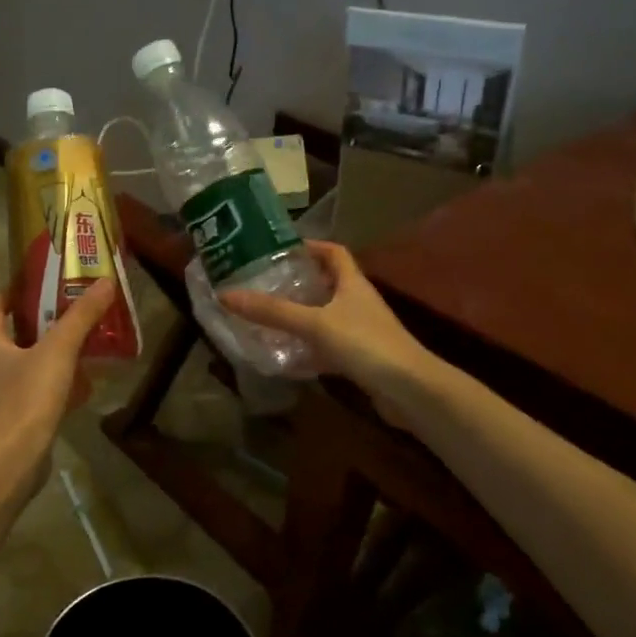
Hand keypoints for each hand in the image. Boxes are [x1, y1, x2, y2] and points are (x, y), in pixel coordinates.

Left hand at [0, 279, 116, 485]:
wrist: (15, 457)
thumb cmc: (29, 395)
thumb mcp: (59, 349)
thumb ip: (81, 316)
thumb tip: (104, 282)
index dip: (11, 292)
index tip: (36, 283)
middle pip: (15, 336)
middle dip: (42, 323)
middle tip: (72, 310)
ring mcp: (5, 396)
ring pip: (30, 365)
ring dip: (53, 354)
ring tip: (84, 344)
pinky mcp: (20, 419)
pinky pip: (41, 393)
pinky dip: (60, 385)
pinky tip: (85, 387)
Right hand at [220, 241, 431, 419]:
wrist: (410, 390)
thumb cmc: (366, 344)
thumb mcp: (315, 323)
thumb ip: (273, 311)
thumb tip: (225, 294)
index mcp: (352, 283)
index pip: (333, 252)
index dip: (310, 246)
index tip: (279, 249)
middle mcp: (357, 302)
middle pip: (326, 284)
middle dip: (296, 284)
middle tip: (262, 285)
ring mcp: (360, 332)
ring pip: (324, 318)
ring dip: (299, 318)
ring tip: (265, 319)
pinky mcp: (359, 360)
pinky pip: (327, 349)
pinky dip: (307, 351)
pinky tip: (285, 359)